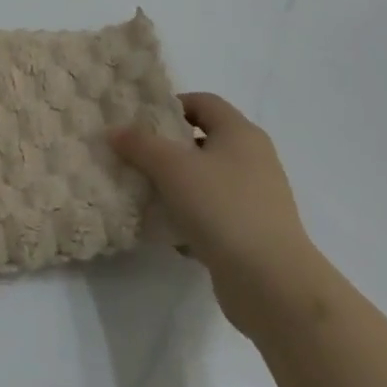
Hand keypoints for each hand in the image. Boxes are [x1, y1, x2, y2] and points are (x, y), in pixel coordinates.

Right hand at [112, 92, 329, 336]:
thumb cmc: (223, 208)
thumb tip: (115, 130)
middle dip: (168, 146)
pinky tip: (166, 227)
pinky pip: (214, 211)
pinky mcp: (253, 232)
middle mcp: (253, 159)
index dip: (171, 105)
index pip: (203, 102)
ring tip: (144, 190)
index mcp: (240, 133)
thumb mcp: (171, 167)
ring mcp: (256, 197)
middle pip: (203, 140)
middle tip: (135, 154)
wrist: (272, 284)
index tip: (140, 121)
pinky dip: (190, 214)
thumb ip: (140, 144)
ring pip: (207, 178)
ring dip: (177, 183)